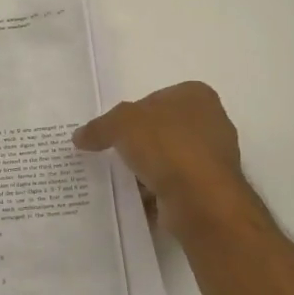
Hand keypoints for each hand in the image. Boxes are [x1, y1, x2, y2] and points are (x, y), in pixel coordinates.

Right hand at [73, 82, 254, 233]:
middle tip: (112, 154)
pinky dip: (156, 191)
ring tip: (121, 179)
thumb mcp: (121, 124)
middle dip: (138, 143)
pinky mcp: (210, 188)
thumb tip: (79, 136)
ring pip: (168, 159)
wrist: (200, 199)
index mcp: (196, 96)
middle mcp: (211, 122)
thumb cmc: (167, 146)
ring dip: (147, 169)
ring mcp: (214, 158)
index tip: (113, 131)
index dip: (131, 113)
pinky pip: (174, 185)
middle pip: (162, 129)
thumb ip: (99, 126)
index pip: (155, 98)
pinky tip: (137, 198)